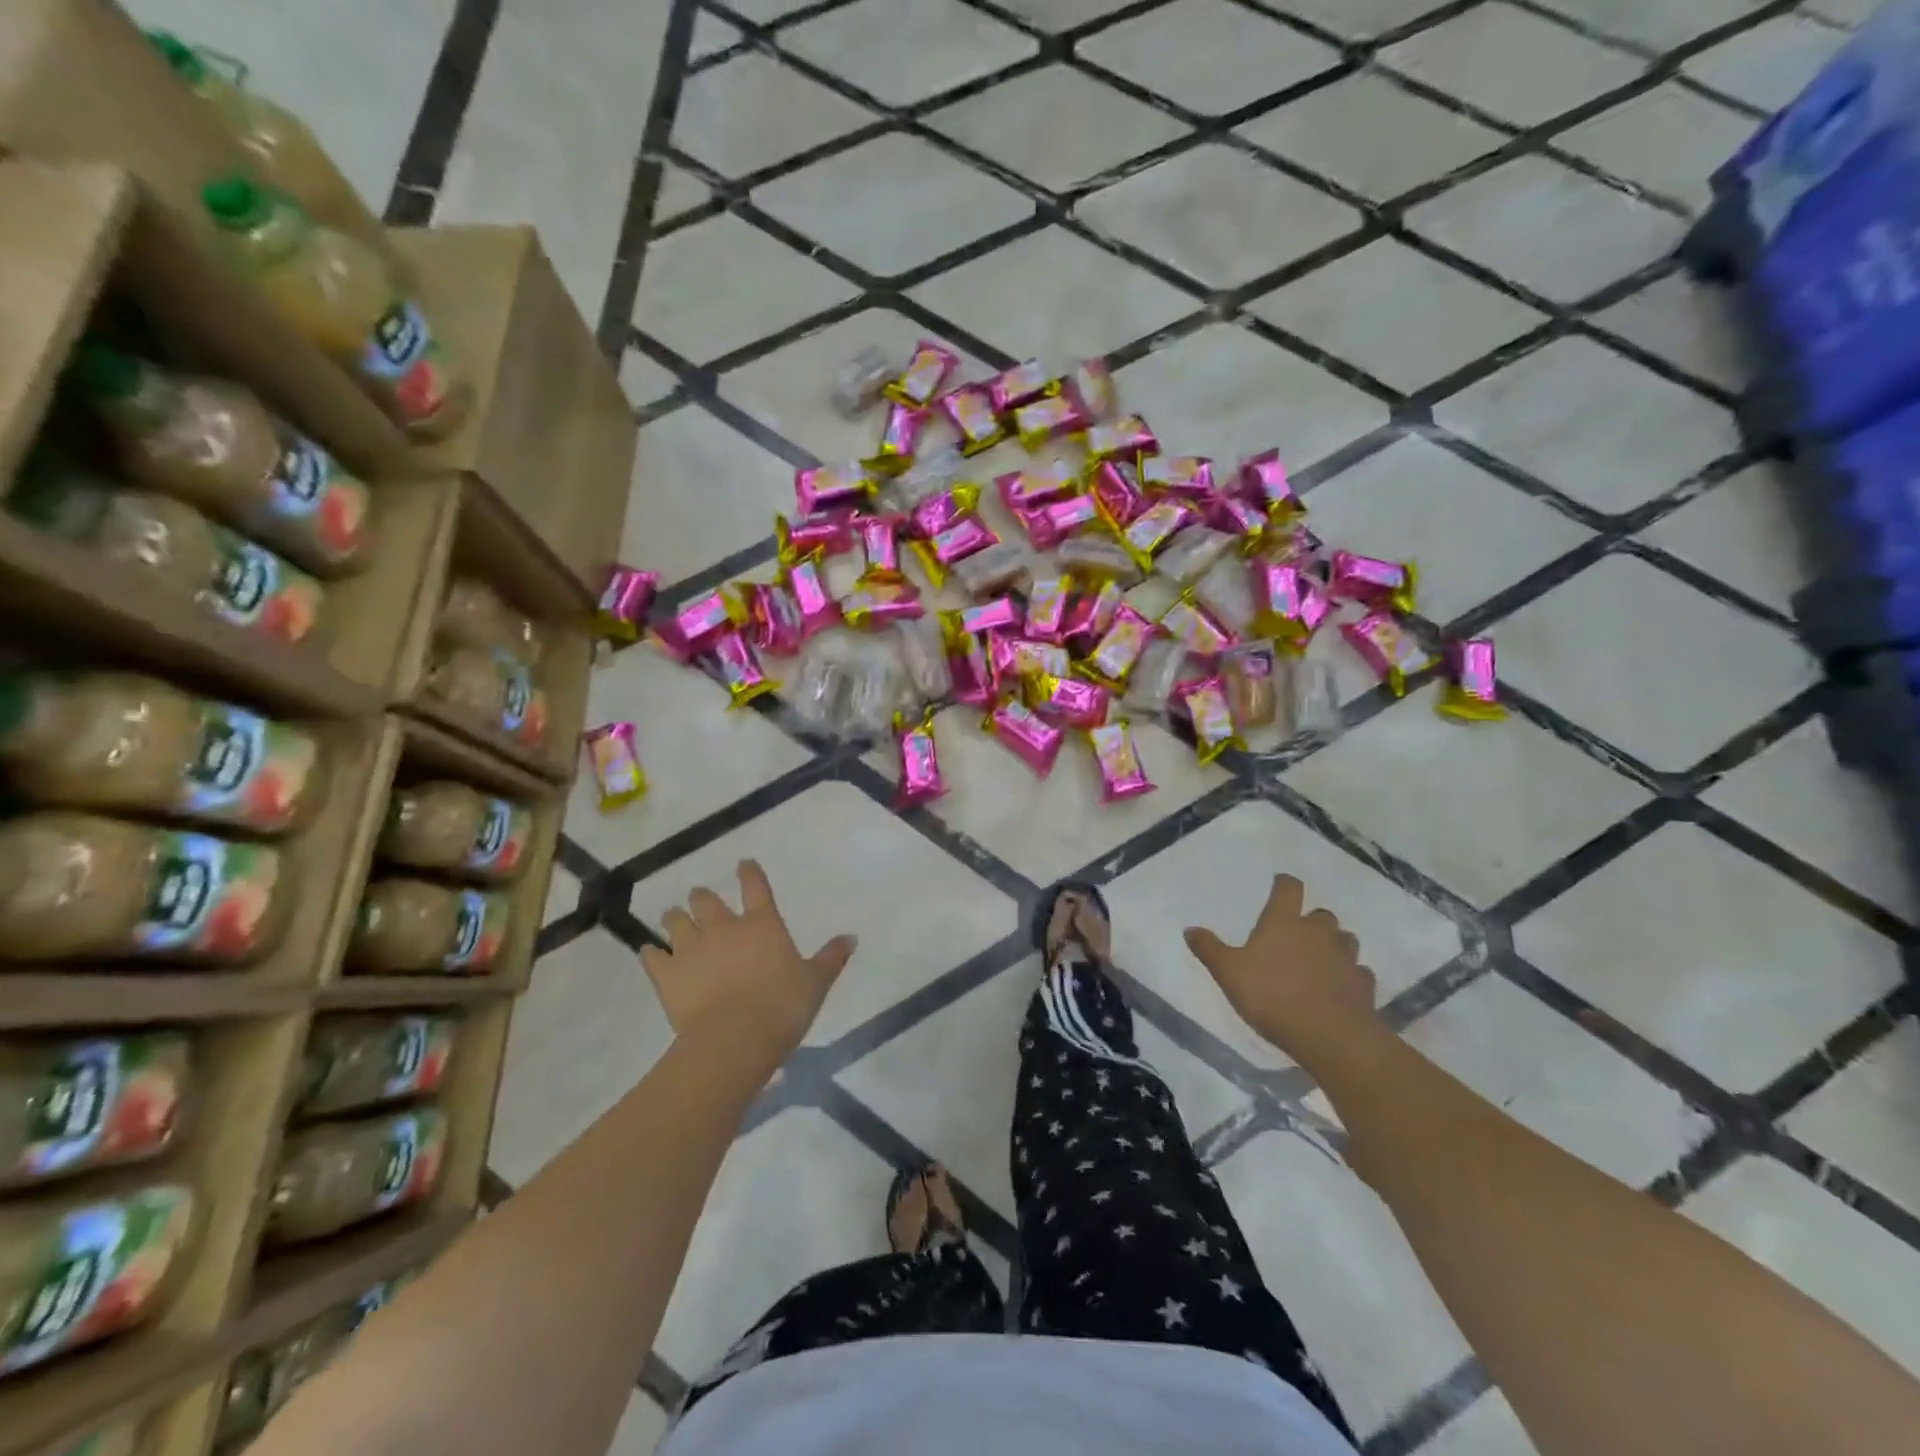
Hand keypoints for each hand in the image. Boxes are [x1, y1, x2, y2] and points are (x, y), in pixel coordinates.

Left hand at [640, 860, 856, 1061]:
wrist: (733, 1040)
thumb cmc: (782, 1007)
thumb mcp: (816, 983)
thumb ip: (831, 958)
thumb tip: (851, 937)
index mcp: (762, 924)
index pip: (755, 887)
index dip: (749, 872)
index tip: (743, 863)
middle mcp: (723, 928)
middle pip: (706, 901)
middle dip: (703, 897)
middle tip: (701, 898)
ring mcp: (690, 949)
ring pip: (676, 921)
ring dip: (675, 918)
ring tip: (673, 917)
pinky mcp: (666, 974)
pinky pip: (652, 957)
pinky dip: (651, 954)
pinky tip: (649, 953)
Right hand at [1184, 875, 1377, 1058]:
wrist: (1329, 1035)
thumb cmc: (1272, 995)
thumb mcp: (1228, 972)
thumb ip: (1209, 949)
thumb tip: (1190, 929)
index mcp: (1284, 922)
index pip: (1288, 888)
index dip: (1284, 884)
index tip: (1280, 884)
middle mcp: (1318, 932)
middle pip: (1321, 914)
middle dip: (1310, 921)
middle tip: (1296, 935)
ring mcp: (1345, 957)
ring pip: (1345, 940)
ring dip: (1334, 945)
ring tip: (1320, 960)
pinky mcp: (1363, 985)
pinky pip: (1358, 972)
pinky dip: (1349, 975)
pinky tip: (1339, 987)